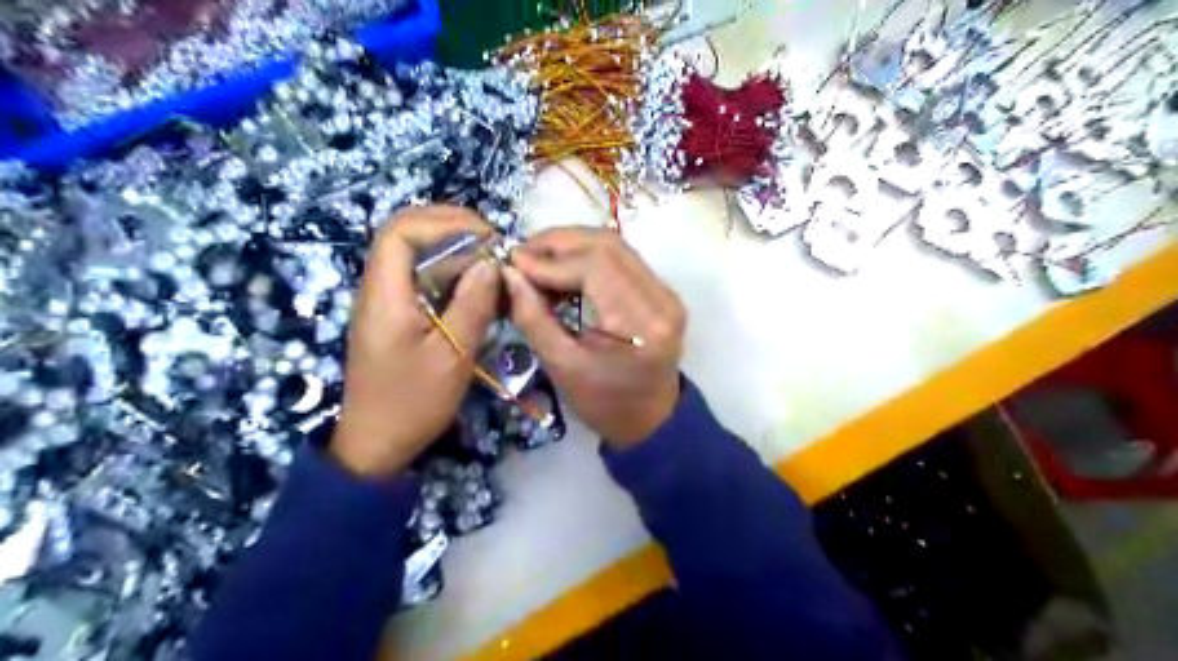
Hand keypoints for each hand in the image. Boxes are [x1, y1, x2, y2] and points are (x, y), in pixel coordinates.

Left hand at [328, 203, 497, 475]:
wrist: (376, 445)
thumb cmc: (412, 403)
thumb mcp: (452, 356)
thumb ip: (473, 305)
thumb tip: (490, 262)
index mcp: (385, 295)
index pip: (401, 231)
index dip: (444, 221)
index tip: (487, 235)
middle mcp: (379, 290)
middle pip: (408, 237)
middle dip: (453, 232)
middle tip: (495, 248)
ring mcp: (386, 304)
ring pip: (418, 260)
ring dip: (456, 256)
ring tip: (494, 269)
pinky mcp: (396, 318)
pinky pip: (422, 283)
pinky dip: (452, 279)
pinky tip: (479, 292)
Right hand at [502, 227, 686, 449]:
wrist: (651, 420)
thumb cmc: (605, 405)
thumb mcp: (562, 368)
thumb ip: (534, 318)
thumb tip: (508, 273)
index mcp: (641, 323)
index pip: (596, 265)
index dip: (550, 259)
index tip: (513, 264)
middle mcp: (661, 298)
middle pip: (607, 245)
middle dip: (558, 243)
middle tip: (520, 255)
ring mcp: (665, 292)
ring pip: (614, 246)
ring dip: (571, 246)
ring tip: (535, 260)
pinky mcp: (661, 292)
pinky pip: (621, 260)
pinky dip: (586, 257)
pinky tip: (560, 269)